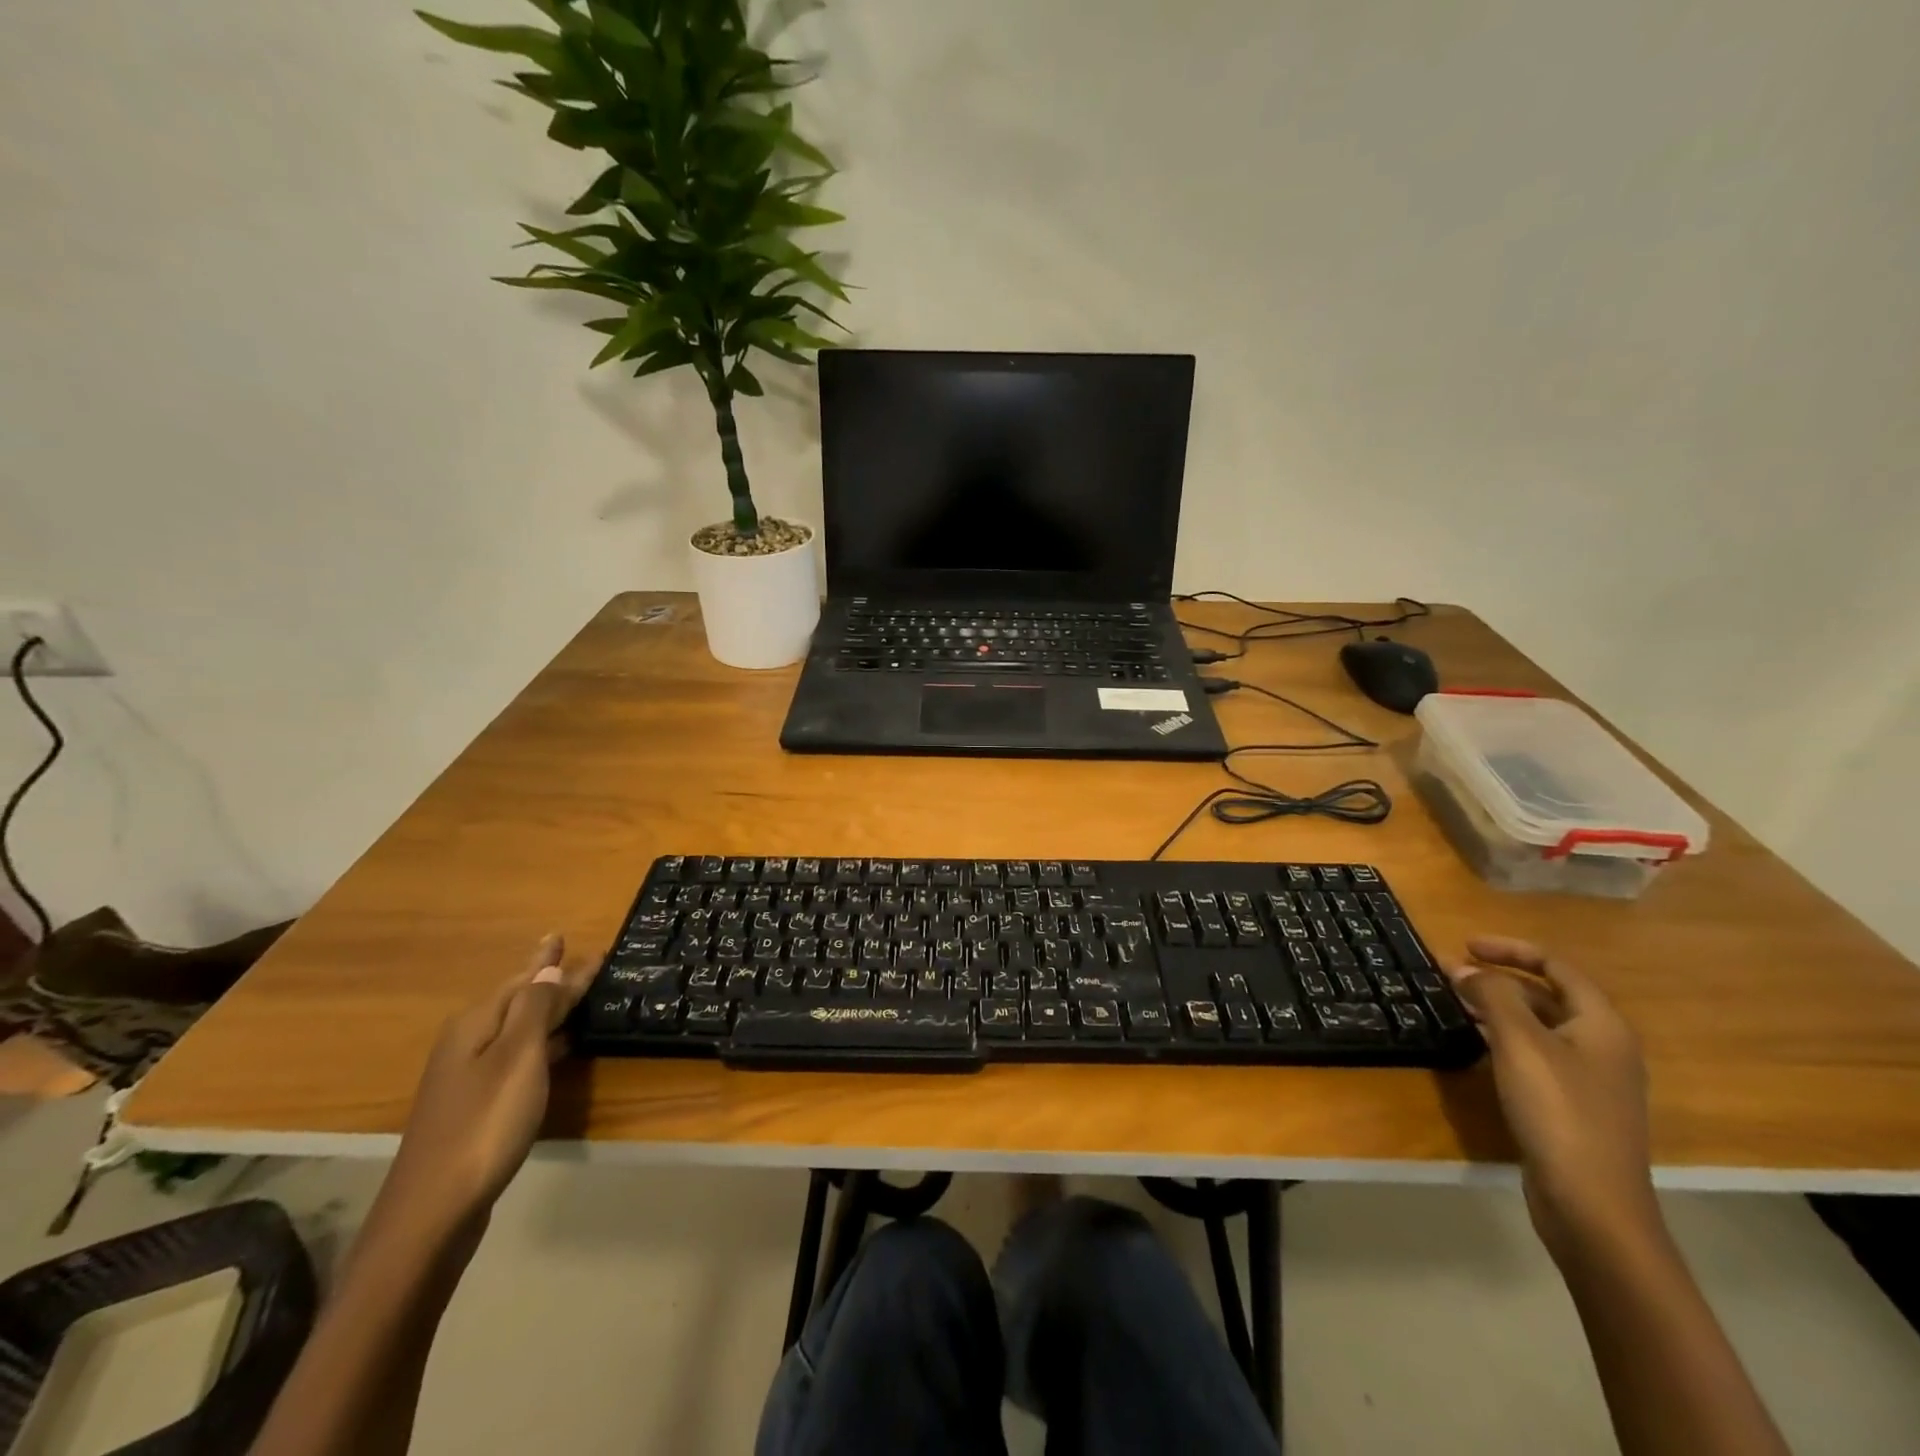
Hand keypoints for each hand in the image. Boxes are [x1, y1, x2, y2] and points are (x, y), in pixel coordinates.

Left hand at [382, 935, 594, 1235]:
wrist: (433, 1212)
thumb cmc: (484, 1124)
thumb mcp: (519, 1058)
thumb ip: (536, 1009)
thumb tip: (550, 966)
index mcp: (476, 1025)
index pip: (525, 980)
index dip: (553, 962)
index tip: (573, 937)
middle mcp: (467, 1043)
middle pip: (516, 1001)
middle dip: (548, 980)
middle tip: (582, 962)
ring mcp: (467, 1078)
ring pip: (516, 1029)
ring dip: (546, 1011)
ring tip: (575, 996)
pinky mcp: (475, 1107)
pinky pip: (516, 1056)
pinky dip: (541, 1043)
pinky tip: (558, 1048)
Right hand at [1445, 937, 1661, 1266]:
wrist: (1592, 1205)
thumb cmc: (1560, 1112)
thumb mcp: (1520, 1044)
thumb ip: (1492, 996)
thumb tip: (1463, 968)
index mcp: (1602, 1025)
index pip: (1556, 967)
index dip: (1510, 950)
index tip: (1464, 946)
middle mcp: (1603, 1046)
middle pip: (1548, 995)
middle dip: (1498, 979)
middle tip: (1450, 975)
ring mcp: (1590, 1080)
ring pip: (1539, 1026)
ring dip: (1497, 1008)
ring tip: (1454, 1003)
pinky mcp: (1573, 1106)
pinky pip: (1536, 1055)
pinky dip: (1504, 1039)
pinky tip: (1475, 1045)